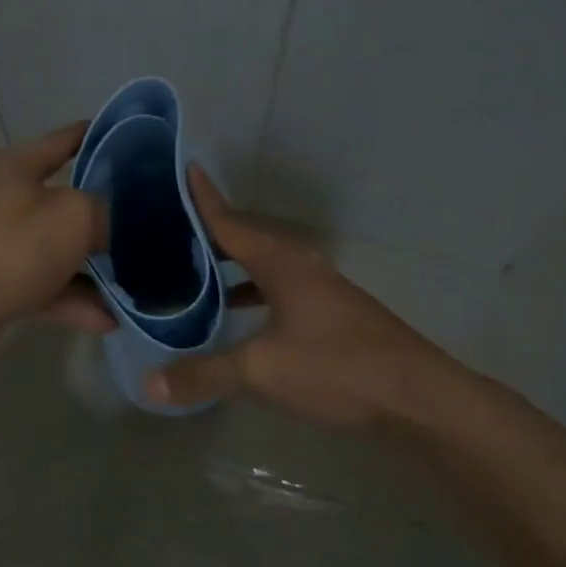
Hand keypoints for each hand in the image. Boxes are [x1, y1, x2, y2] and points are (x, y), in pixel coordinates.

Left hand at [0, 123, 114, 353]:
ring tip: (137, 279)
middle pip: (65, 202)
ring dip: (94, 268)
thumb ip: (107, 212)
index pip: (62, 142)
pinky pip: (48, 289)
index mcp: (17, 168)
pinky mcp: (0, 286)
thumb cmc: (16, 244)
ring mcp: (2, 246)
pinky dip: (76, 302)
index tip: (128, 138)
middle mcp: (6, 202)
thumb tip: (123, 223)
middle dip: (105, 214)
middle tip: (146, 218)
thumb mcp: (76, 216)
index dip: (94, 136)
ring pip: (59, 252)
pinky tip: (110, 320)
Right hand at [144, 167, 456, 427]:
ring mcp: (321, 292)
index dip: (205, 200)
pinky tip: (239, 320)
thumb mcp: (263, 371)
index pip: (232, 223)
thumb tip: (150, 385)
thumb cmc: (337, 367)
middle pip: (247, 243)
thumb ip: (205, 374)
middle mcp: (301, 267)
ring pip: (265, 271)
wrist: (415, 396)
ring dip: (231, 271)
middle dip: (211, 237)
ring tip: (194, 277)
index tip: (184, 170)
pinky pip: (279, 294)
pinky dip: (253, 298)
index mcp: (282, 263)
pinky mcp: (332, 317)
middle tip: (170, 234)